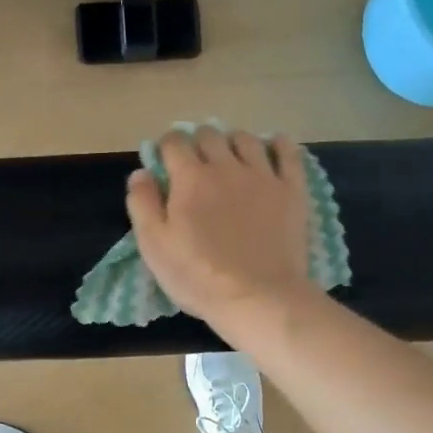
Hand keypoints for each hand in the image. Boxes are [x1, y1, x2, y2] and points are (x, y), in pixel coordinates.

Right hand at [125, 126, 315, 335]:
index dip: (166, 147)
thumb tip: (140, 172)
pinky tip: (274, 147)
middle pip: (210, 135)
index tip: (165, 161)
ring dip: (233, 141)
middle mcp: (226, 166)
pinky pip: (288, 153)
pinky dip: (279, 144)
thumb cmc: (198, 276)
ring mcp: (263, 176)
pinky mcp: (291, 191)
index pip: (174, 142)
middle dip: (198, 142)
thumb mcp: (154, 246)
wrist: (258, 297)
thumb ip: (142, 204)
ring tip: (231, 157)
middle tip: (196, 163)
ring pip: (247, 139)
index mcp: (190, 178)